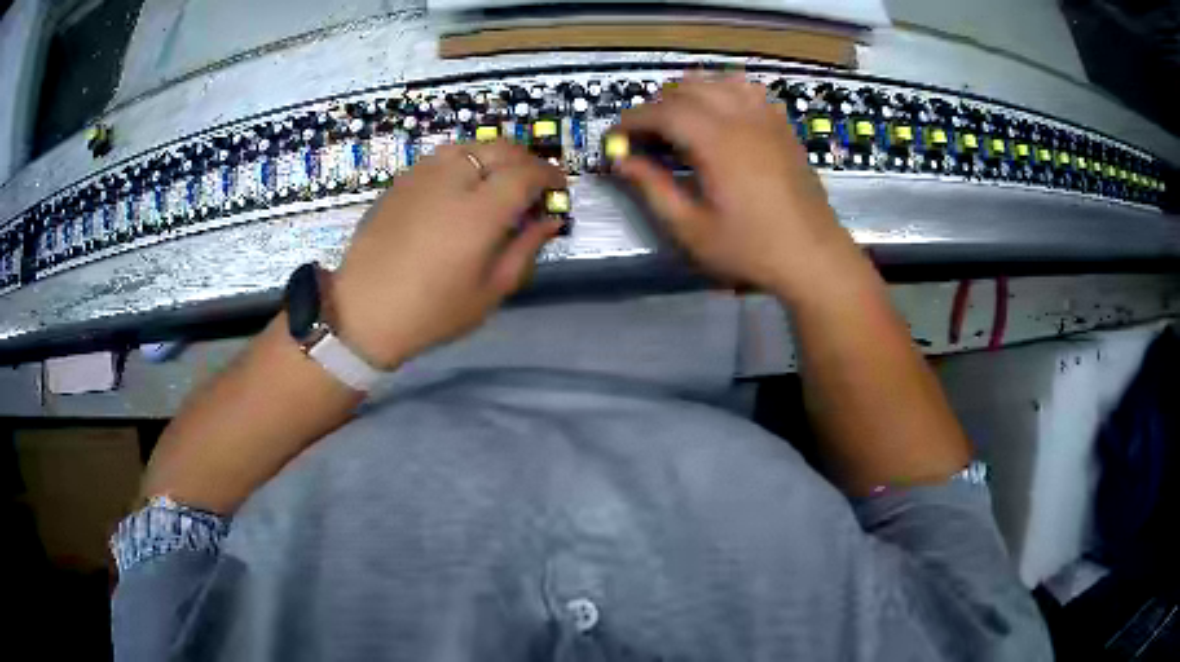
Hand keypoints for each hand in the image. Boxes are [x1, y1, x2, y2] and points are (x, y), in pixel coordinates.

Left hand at [331, 141, 565, 368]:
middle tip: (533, 183)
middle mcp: (453, 181)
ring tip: (498, 179)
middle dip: (526, 160)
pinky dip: (464, 160)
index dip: (549, 176)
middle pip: (501, 149)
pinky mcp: (402, 180)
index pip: (526, 174)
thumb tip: (549, 221)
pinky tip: (462, 184)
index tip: (558, 188)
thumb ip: (525, 249)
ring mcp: (423, 176)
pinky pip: (442, 156)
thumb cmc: (432, 312)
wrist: (364, 312)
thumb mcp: (490, 291)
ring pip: (470, 145)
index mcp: (479, 212)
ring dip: (494, 155)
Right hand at [615, 75, 863, 301]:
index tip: (614, 139)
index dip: (631, 121)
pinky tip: (719, 113)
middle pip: (687, 88)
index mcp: (716, 141)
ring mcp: (766, 117)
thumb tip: (620, 160)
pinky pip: (748, 89)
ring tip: (677, 121)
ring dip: (689, 93)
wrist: (814, 257)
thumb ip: (652, 188)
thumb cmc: (751, 249)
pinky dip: (723, 91)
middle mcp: (741, 117)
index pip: (662, 111)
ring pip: (717, 80)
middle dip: (656, 106)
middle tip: (644, 137)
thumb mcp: (692, 229)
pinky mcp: (782, 125)